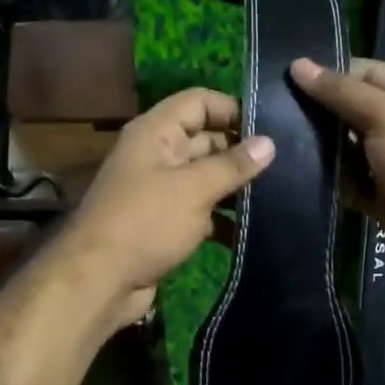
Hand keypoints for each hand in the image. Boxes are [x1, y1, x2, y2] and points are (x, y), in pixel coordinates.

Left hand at [56, 88, 274, 325]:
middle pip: (206, 140)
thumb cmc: (146, 223)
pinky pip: (201, 211)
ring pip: (206, 179)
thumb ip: (232, 165)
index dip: (232, 109)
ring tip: (278, 197)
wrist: (100, 281)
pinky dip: (223, 219)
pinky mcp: (165, 224)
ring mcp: (161, 191)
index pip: (198, 102)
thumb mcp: (193, 189)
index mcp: (156, 132)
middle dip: (241, 152)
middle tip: (285, 166)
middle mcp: (157, 155)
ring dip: (235, 188)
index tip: (271, 128)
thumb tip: (269, 142)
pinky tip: (253, 231)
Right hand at [290, 56, 384, 274]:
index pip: (369, 73)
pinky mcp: (383, 198)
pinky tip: (299, 175)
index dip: (333, 74)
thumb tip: (298, 65)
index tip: (290, 79)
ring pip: (350, 150)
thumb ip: (342, 92)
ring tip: (281, 141)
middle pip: (356, 111)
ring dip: (323, 149)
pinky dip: (332, 182)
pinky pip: (351, 184)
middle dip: (323, 112)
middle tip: (277, 112)